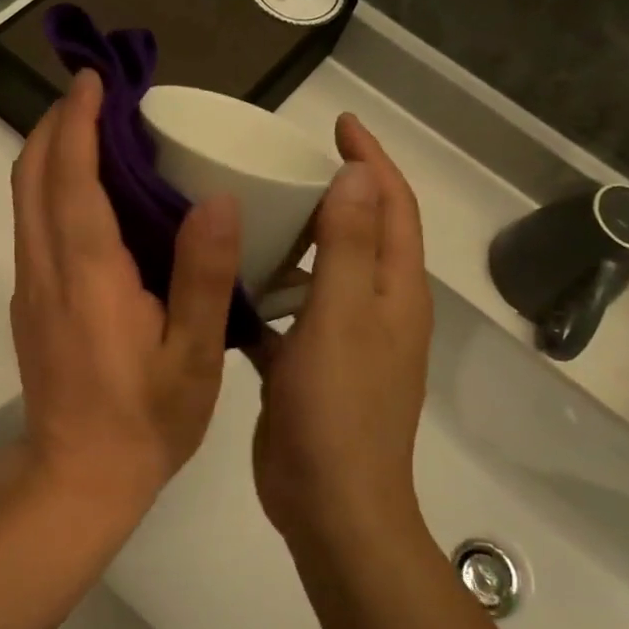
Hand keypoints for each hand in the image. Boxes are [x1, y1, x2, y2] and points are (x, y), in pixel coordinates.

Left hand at [10, 70, 240, 504]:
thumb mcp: (195, 356)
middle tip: (97, 96)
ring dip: (49, 153)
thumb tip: (217, 198)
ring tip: (95, 132)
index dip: (77, 120)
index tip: (93, 79)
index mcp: (88, 272)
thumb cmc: (144, 420)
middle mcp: (45, 266)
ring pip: (25, 197)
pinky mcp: (28, 301)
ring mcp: (29, 284)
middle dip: (55, 124)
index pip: (71, 175)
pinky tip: (92, 195)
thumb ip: (204, 275)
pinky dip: (51, 187)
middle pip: (31, 174)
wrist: (76, 478)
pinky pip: (33, 223)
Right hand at [249, 115, 432, 542]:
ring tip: (255, 212)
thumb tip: (358, 174)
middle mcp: (378, 308)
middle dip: (337, 189)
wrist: (331, 506)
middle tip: (286, 163)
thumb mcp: (340, 317)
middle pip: (364, 231)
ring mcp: (346, 340)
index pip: (393, 204)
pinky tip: (234, 282)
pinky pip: (296, 311)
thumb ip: (347, 244)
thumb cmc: (337, 408)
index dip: (373, 158)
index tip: (337, 122)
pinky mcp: (313, 366)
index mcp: (394, 290)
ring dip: (301, 238)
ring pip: (327, 270)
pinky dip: (274, 291)